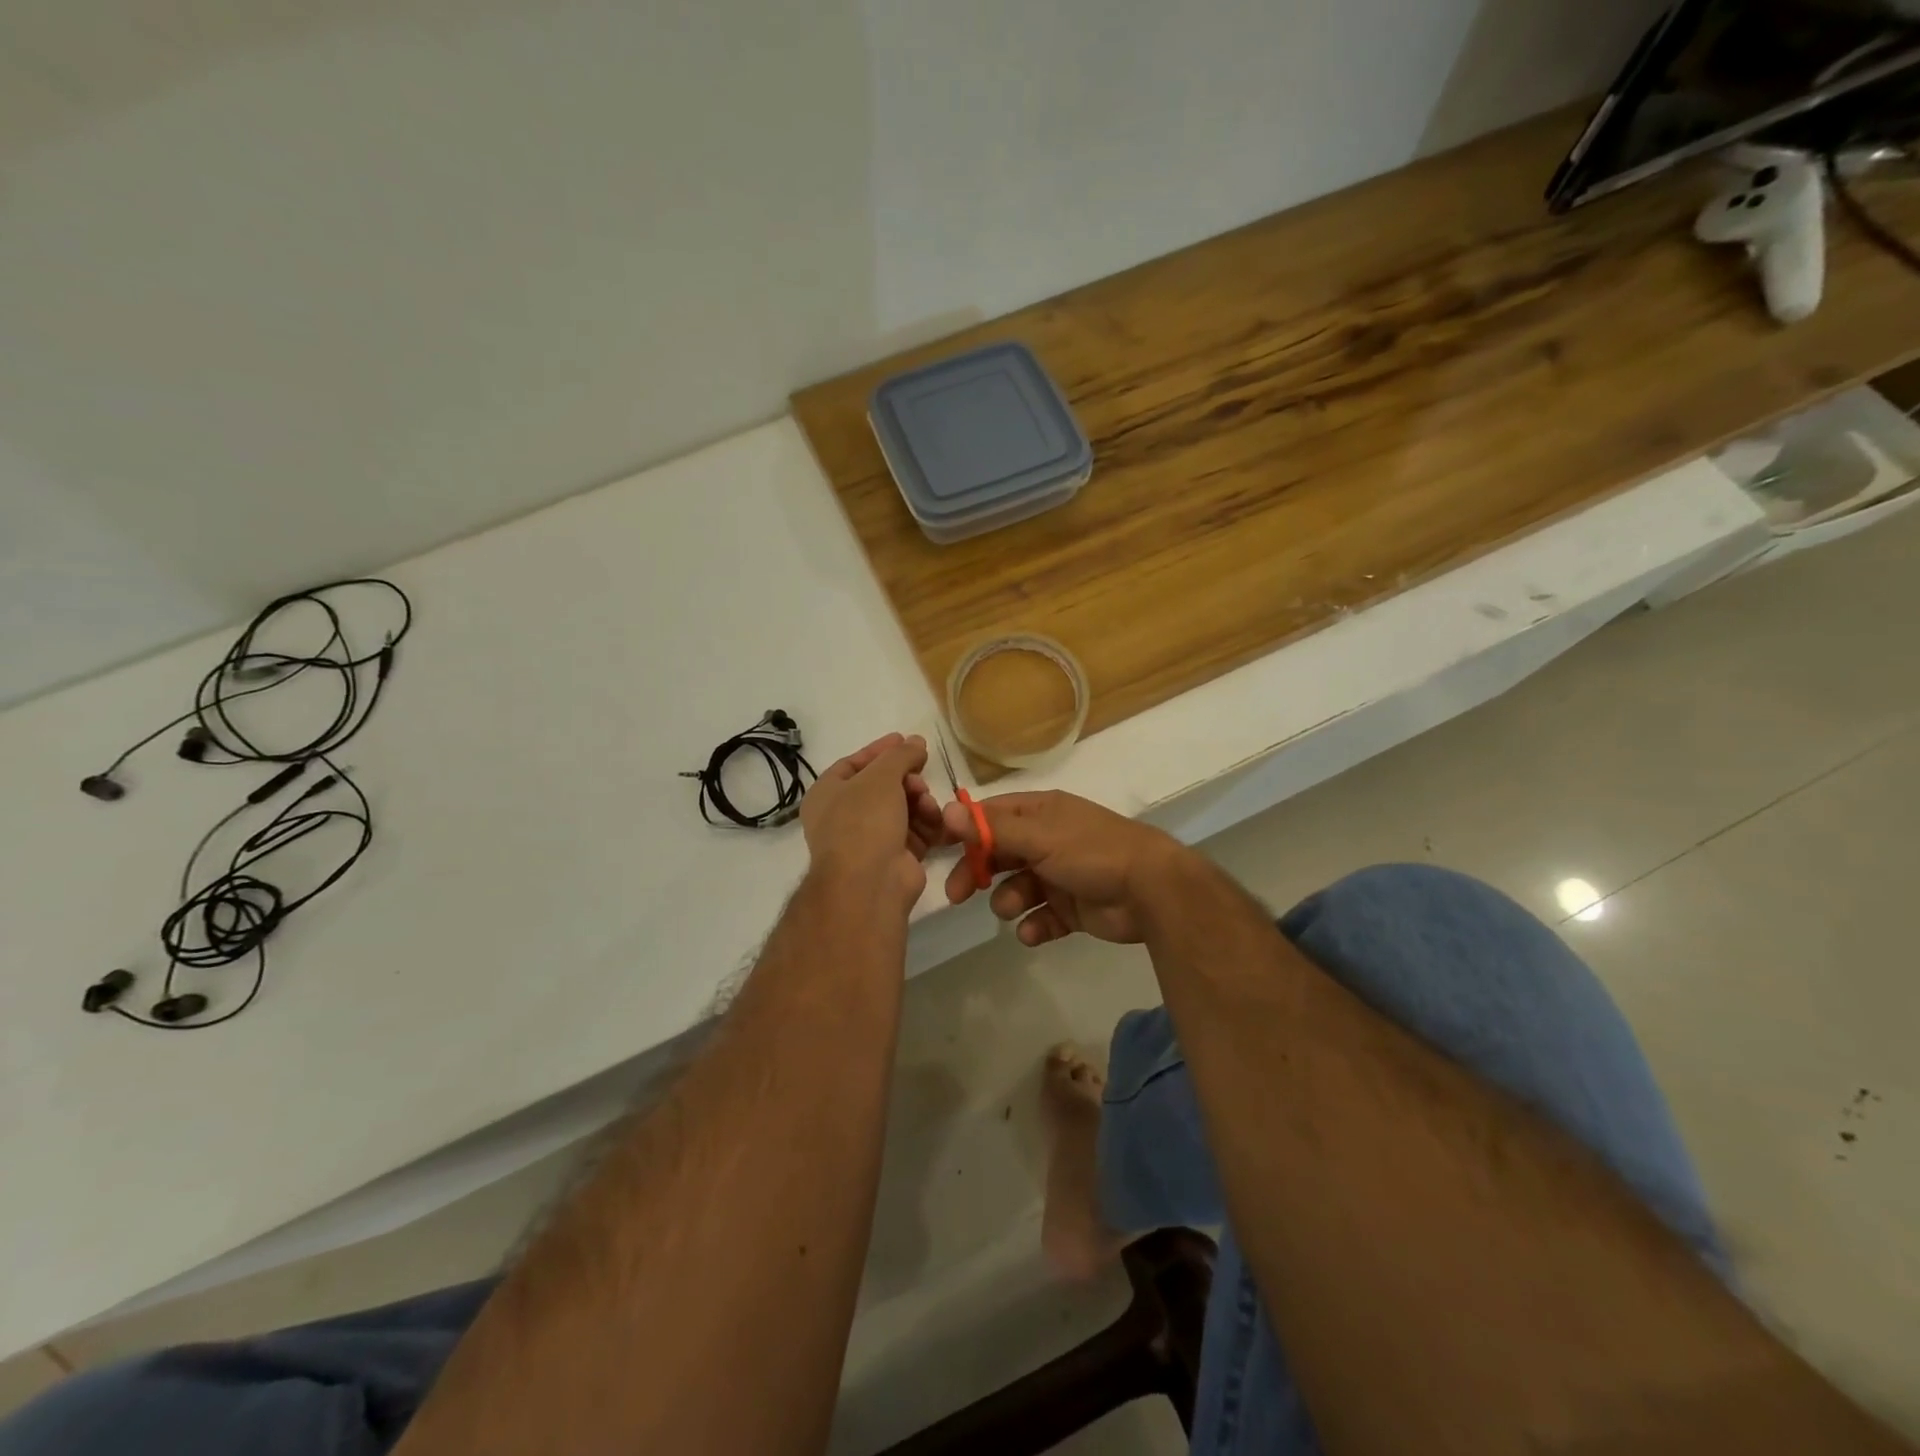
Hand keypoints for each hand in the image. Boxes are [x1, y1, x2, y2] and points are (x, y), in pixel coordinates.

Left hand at [801, 734, 947, 909]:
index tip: (907, 740)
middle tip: (921, 776)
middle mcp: (844, 817)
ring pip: (903, 809)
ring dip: (920, 802)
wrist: (870, 882)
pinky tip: (937, 821)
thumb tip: (916, 742)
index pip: (854, 764)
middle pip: (883, 787)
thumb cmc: (864, 821)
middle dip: (907, 779)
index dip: (881, 751)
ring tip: (928, 804)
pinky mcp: (895, 859)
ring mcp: (870, 841)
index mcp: (827, 795)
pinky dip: (928, 825)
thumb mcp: (881, 776)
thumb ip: (900, 755)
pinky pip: (915, 833)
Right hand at [941, 790, 1183, 945]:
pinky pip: (1042, 917)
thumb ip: (992, 829)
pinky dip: (1034, 926)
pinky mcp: (1073, 908)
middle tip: (958, 894)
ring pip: (1018, 888)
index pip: (993, 815)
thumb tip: (945, 811)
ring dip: (1008, 901)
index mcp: (1041, 813)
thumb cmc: (1091, 852)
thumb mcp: (1039, 836)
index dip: (966, 830)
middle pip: (1000, 854)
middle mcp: (1049, 840)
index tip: (941, 849)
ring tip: (1013, 909)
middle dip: (978, 872)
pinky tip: (1034, 932)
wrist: (1150, 889)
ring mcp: (1061, 875)